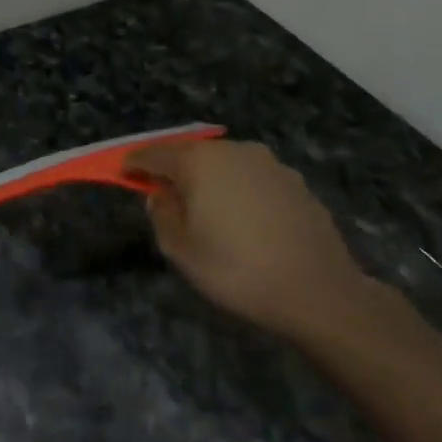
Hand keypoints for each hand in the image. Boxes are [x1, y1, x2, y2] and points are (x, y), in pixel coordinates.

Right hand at [123, 139, 375, 340]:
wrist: (317, 291)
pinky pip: (253, 179)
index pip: (154, 154)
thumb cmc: (236, 270)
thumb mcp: (180, 250)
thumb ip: (161, 214)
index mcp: (199, 163)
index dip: (135, 164)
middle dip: (174, 169)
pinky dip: (239, 190)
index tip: (124, 174)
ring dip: (209, 179)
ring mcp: (270, 164)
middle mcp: (234, 151)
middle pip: (192, 154)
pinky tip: (243, 220)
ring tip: (206, 209)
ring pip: (226, 164)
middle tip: (164, 193)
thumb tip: (161, 195)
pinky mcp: (295, 181)